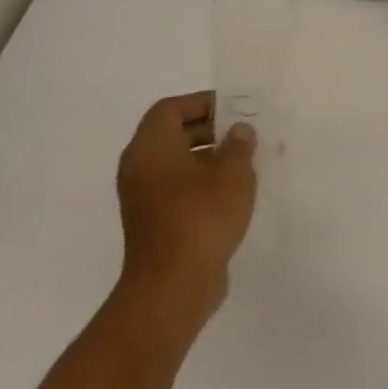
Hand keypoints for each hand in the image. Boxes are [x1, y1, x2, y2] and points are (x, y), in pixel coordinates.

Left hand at [114, 92, 256, 336]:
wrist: (173, 285)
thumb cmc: (202, 218)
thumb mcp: (233, 175)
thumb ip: (239, 146)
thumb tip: (239, 131)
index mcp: (151, 148)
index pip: (170, 109)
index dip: (203, 103)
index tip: (236, 109)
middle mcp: (140, 167)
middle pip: (172, 133)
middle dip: (211, 129)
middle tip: (246, 134)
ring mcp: (144, 197)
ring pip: (177, 163)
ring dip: (210, 158)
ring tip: (247, 163)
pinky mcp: (155, 221)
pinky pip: (179, 188)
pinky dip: (203, 183)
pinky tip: (235, 193)